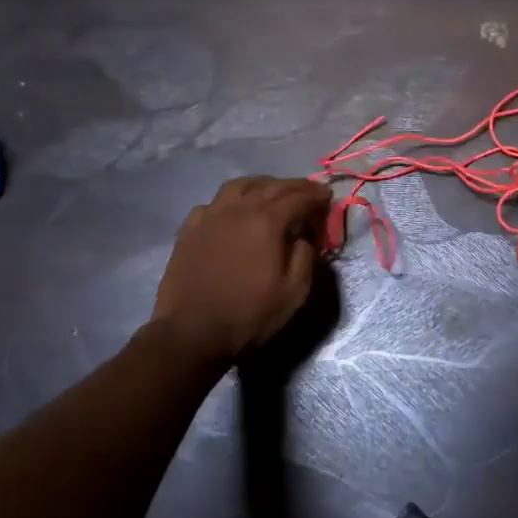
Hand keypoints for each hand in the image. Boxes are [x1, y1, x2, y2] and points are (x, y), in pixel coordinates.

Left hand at [152, 177, 332, 364]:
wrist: (192, 332)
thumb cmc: (249, 314)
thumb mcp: (294, 292)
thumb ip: (305, 256)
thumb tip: (304, 236)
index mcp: (266, 221)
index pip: (298, 196)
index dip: (316, 194)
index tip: (327, 196)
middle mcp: (238, 209)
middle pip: (270, 186)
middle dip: (293, 186)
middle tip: (307, 192)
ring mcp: (210, 216)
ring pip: (239, 186)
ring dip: (261, 185)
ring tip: (272, 194)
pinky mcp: (190, 229)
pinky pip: (214, 203)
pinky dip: (232, 201)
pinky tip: (234, 213)